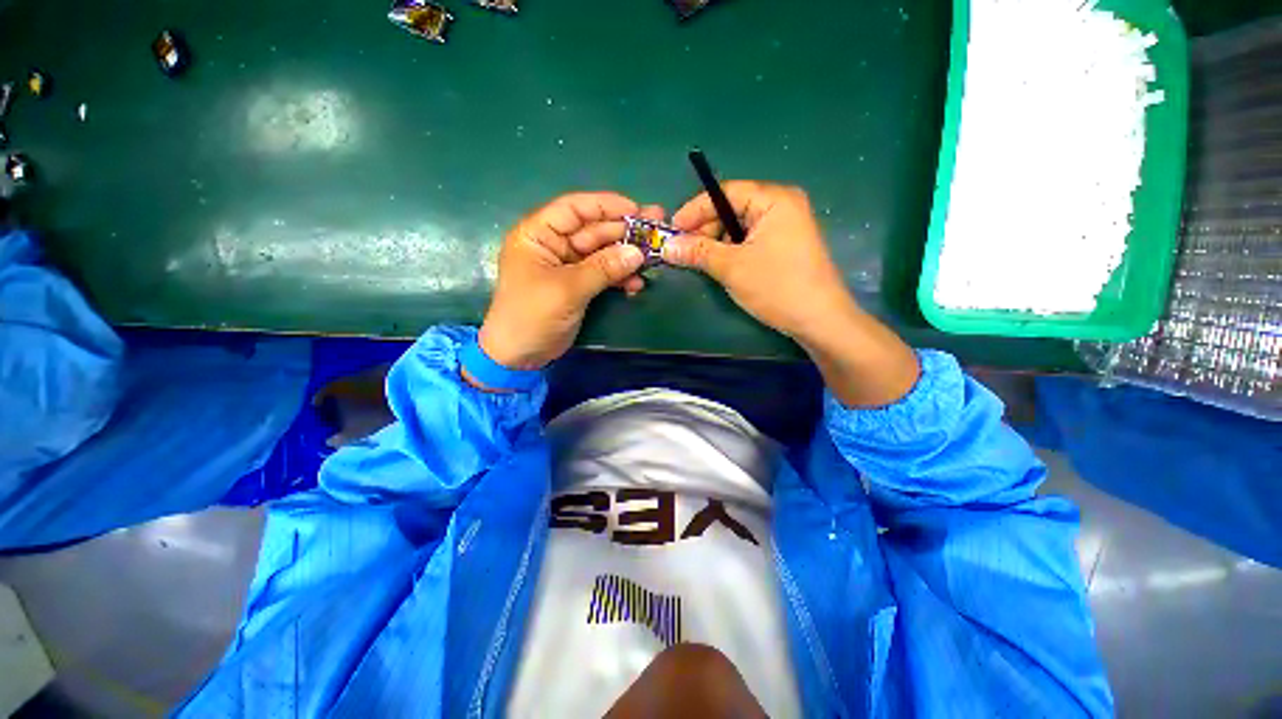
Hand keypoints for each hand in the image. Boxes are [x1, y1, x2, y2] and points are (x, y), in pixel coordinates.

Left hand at [477, 192, 659, 372]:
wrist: (520, 356)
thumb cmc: (532, 316)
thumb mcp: (567, 289)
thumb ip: (603, 268)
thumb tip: (638, 253)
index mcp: (538, 234)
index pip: (574, 209)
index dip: (606, 206)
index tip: (637, 211)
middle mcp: (553, 244)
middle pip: (593, 230)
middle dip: (624, 232)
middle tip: (656, 232)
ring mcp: (567, 266)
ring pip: (602, 253)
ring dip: (625, 257)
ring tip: (652, 260)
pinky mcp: (578, 285)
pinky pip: (603, 274)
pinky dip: (619, 278)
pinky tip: (636, 285)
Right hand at [666, 181, 917, 406]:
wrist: (819, 320)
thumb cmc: (777, 287)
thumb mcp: (732, 267)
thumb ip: (698, 252)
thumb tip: (667, 246)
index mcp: (774, 200)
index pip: (726, 192)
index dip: (695, 209)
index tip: (673, 228)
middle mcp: (782, 206)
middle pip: (733, 208)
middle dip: (705, 228)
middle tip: (683, 248)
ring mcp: (786, 227)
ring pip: (740, 227)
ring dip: (717, 242)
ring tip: (698, 259)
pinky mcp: (785, 246)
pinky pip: (751, 240)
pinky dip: (732, 250)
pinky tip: (719, 264)